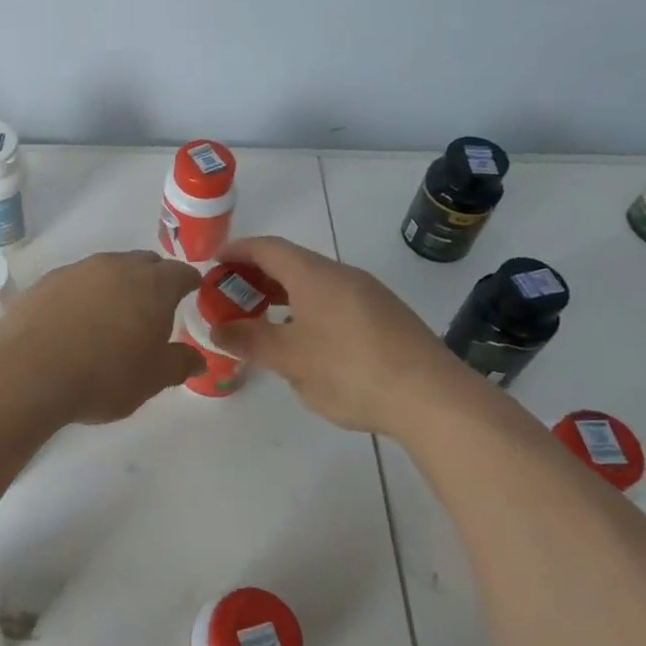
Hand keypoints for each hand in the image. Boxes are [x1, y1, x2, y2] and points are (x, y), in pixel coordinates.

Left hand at [0, 250, 205, 425]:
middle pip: (145, 264)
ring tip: (111, 318)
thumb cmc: (104, 376)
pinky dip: (84, 296)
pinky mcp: (47, 280)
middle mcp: (118, 266)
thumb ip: (179, 363)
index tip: (191, 295)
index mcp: (153, 285)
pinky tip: (75, 322)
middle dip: (153, 281)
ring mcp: (79, 269)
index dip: (189, 284)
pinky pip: (77, 282)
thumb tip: (197, 357)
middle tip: (152, 310)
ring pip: (108, 270)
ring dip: (116, 287)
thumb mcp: (152, 380)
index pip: (181, 273)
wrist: (28, 371)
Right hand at [207, 236, 484, 434]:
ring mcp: (370, 294)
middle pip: (292, 262)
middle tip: (231, 297)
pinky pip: (336, 301)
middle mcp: (342, 274)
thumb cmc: (350, 371)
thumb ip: (249, 341)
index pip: (267, 248)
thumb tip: (216, 329)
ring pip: (316, 284)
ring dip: (284, 295)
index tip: (213, 264)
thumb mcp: (289, 360)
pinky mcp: (388, 317)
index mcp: (314, 275)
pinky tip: (308, 342)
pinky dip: (309, 309)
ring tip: (264, 321)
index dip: (237, 251)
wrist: (433, 397)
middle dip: (257, 276)